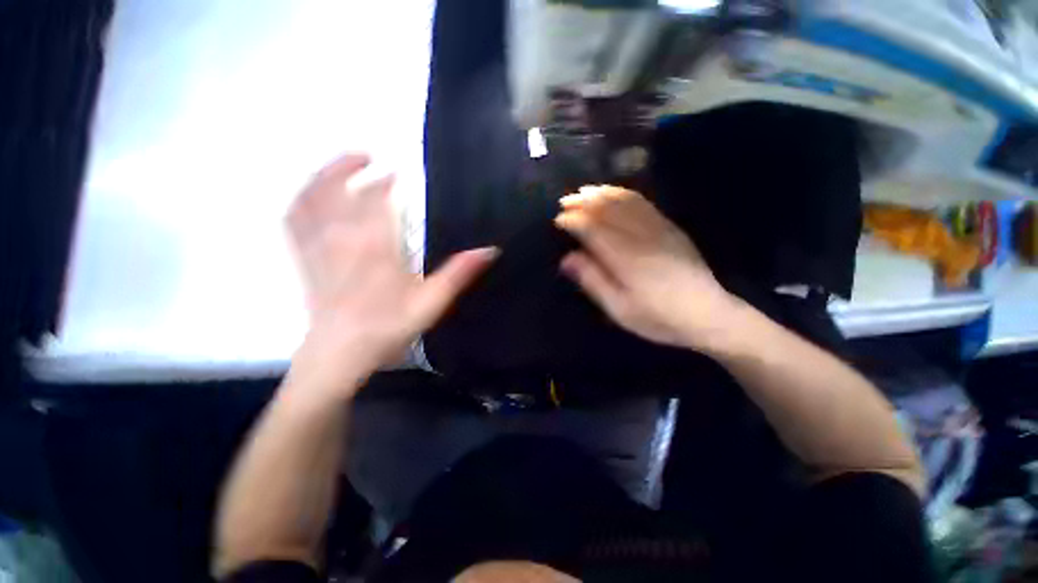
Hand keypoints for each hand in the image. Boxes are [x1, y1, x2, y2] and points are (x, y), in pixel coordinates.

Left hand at [286, 153, 496, 397]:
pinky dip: (300, 199)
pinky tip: (310, 193)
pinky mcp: (303, 257)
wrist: (340, 353)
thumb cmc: (388, 327)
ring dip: (323, 173)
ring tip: (340, 163)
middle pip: (341, 188)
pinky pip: (293, 219)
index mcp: (377, 246)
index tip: (399, 174)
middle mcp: (343, 238)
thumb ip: (459, 274)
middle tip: (370, 156)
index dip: (387, 181)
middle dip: (354, 166)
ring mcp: (318, 246)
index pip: (377, 198)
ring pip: (312, 196)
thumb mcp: (431, 303)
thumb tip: (490, 250)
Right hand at [555, 185, 740, 350]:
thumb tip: (567, 258)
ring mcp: (659, 228)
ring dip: (601, 194)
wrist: (708, 314)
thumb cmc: (658, 317)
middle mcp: (642, 236)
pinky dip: (623, 193)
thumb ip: (593, 281)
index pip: (593, 229)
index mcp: (626, 259)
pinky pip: (643, 202)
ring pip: (625, 201)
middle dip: (583, 203)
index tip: (558, 220)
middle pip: (608, 210)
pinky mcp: (670, 227)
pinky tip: (613, 193)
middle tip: (565, 202)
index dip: (573, 221)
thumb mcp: (619, 309)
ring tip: (583, 192)